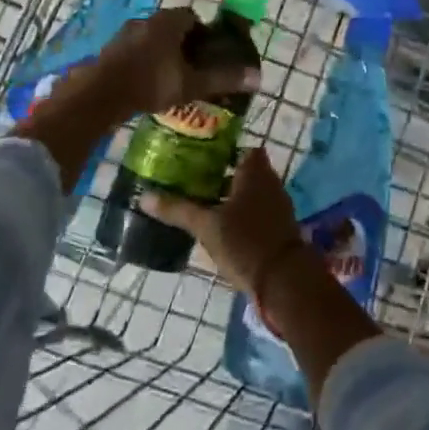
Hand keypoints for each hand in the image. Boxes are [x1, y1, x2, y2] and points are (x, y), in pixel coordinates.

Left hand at [88, 8, 260, 121]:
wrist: (100, 95)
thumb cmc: (151, 83)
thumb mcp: (191, 83)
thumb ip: (222, 79)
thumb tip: (257, 77)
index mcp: (168, 21)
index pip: (192, 16)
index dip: (202, 33)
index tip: (207, 53)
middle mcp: (146, 20)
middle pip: (171, 26)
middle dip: (182, 43)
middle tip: (191, 67)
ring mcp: (124, 34)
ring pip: (150, 38)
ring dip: (160, 52)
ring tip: (169, 77)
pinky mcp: (109, 49)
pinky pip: (134, 50)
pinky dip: (143, 61)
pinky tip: (146, 83)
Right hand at [141, 147, 305, 295]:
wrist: (284, 280)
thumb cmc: (245, 241)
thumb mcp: (207, 226)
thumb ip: (178, 209)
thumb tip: (144, 196)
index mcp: (255, 171)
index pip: (243, 149)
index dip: (224, 151)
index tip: (200, 159)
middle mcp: (269, 182)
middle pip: (244, 171)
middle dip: (222, 176)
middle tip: (193, 182)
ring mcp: (276, 205)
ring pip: (250, 193)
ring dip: (230, 197)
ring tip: (201, 205)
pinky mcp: (278, 228)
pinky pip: (256, 212)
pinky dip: (240, 215)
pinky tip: (220, 228)